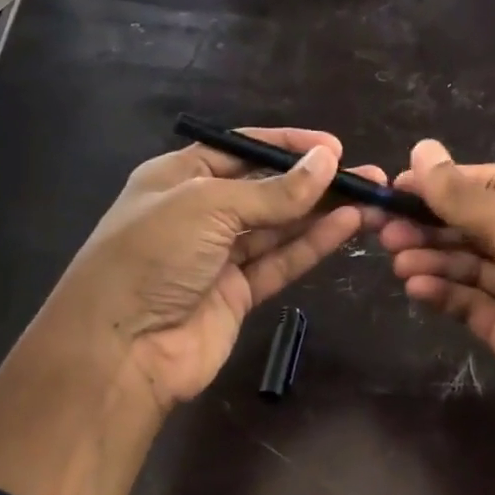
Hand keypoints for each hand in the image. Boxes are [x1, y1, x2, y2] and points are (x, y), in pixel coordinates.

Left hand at [46, 127, 380, 410]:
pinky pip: (280, 262)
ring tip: (372, 200)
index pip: (242, 150)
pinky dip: (312, 245)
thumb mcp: (208, 207)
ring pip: (279, 228)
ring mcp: (219, 257)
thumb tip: (327, 161)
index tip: (335, 148)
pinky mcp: (238, 295)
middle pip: (267, 190)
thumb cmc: (153, 256)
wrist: (122, 348)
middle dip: (315, 182)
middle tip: (369, 177)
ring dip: (322, 213)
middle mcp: (200, 213)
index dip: (288, 146)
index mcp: (179, 177)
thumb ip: (272, 191)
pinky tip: (347, 227)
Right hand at [381, 140, 494, 494]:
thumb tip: (422, 151)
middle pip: (478, 224)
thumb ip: (469, 197)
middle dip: (432, 222)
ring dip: (432, 257)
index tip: (398, 188)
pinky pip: (469, 303)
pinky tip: (416, 288)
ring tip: (396, 260)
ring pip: (470, 265)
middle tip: (383, 228)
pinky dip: (443, 293)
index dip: (448, 181)